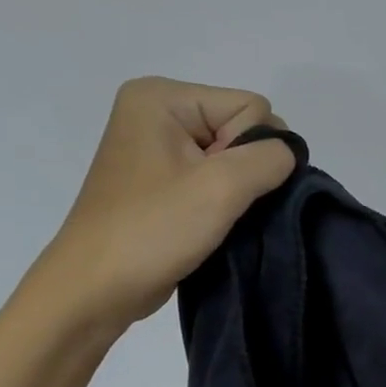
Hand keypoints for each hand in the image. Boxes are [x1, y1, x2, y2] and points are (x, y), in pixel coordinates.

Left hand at [33, 77, 296, 331]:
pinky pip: (218, 178)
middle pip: (244, 128)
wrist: (97, 289)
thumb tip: (288, 155)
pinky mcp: (164, 180)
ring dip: (239, 191)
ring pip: (235, 158)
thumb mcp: (221, 187)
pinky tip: (212, 223)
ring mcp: (160, 147)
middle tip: (218, 206)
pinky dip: (226, 201)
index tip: (220, 187)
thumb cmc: (152, 231)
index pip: (251, 107)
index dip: (253, 150)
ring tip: (216, 219)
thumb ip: (270, 158)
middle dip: (247, 170)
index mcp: (162, 97)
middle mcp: (158, 112)